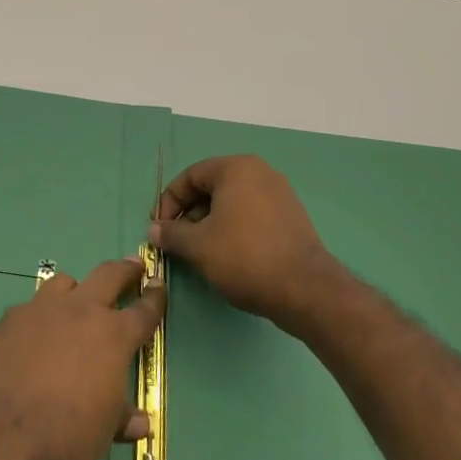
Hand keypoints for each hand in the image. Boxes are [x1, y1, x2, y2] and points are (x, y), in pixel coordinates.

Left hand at [0, 259, 164, 459]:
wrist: (2, 435)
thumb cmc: (67, 437)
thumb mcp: (104, 431)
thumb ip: (121, 416)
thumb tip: (139, 422)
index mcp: (113, 336)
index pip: (143, 311)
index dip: (154, 298)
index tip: (158, 284)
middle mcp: (80, 312)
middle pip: (108, 275)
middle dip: (124, 270)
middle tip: (132, 266)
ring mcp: (41, 310)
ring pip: (63, 283)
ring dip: (75, 290)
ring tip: (75, 302)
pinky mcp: (8, 320)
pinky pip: (29, 308)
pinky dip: (38, 317)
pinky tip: (32, 337)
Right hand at [150, 155, 338, 332]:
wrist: (305, 290)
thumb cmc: (244, 257)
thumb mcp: (198, 245)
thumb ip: (171, 233)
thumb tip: (154, 230)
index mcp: (236, 169)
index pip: (190, 176)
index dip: (169, 202)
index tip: (158, 228)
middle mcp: (260, 173)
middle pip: (211, 188)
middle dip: (189, 214)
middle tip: (176, 241)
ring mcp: (279, 194)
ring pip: (231, 203)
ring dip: (208, 224)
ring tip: (198, 252)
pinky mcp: (290, 217)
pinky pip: (250, 215)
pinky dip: (232, 229)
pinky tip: (225, 255)